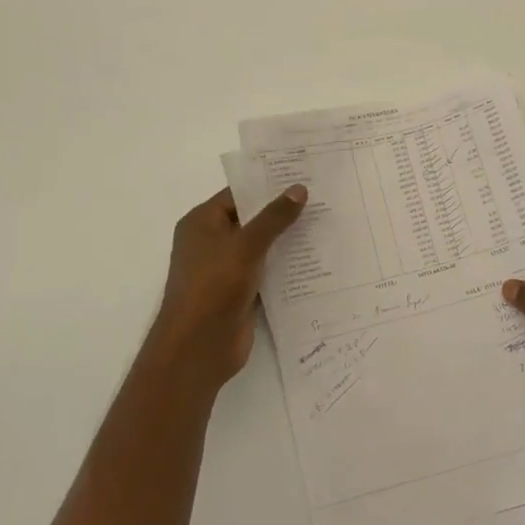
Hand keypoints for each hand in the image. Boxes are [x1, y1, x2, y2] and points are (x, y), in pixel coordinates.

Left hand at [144, 185, 306, 392]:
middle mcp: (211, 242)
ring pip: (262, 247)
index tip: (302, 176)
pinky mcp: (240, 293)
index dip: (268, 185)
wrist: (198, 348)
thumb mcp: (246, 245)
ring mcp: (226, 269)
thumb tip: (299, 188)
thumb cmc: (214, 286)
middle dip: (283, 212)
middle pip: (251, 219)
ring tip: (326, 224)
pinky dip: (286, 266)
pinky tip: (316, 259)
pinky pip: (267, 272)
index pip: (238, 194)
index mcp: (202, 223)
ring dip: (288, 240)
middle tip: (322, 198)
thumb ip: (274, 217)